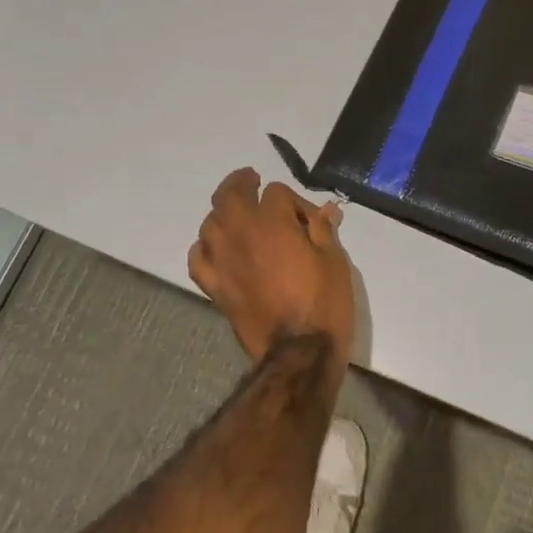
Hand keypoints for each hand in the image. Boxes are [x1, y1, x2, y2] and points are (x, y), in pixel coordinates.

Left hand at [188, 168, 355, 368]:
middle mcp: (240, 234)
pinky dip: (204, 248)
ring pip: (210, 223)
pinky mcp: (215, 286)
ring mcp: (222, 260)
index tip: (312, 220)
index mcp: (271, 222)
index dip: (296, 202)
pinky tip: (215, 249)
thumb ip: (324, 230)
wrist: (299, 352)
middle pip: (230, 195)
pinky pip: (198, 258)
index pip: (276, 192)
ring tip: (237, 216)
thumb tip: (326, 210)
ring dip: (223, 214)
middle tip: (251, 181)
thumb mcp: (334, 260)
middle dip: (242, 183)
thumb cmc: (323, 302)